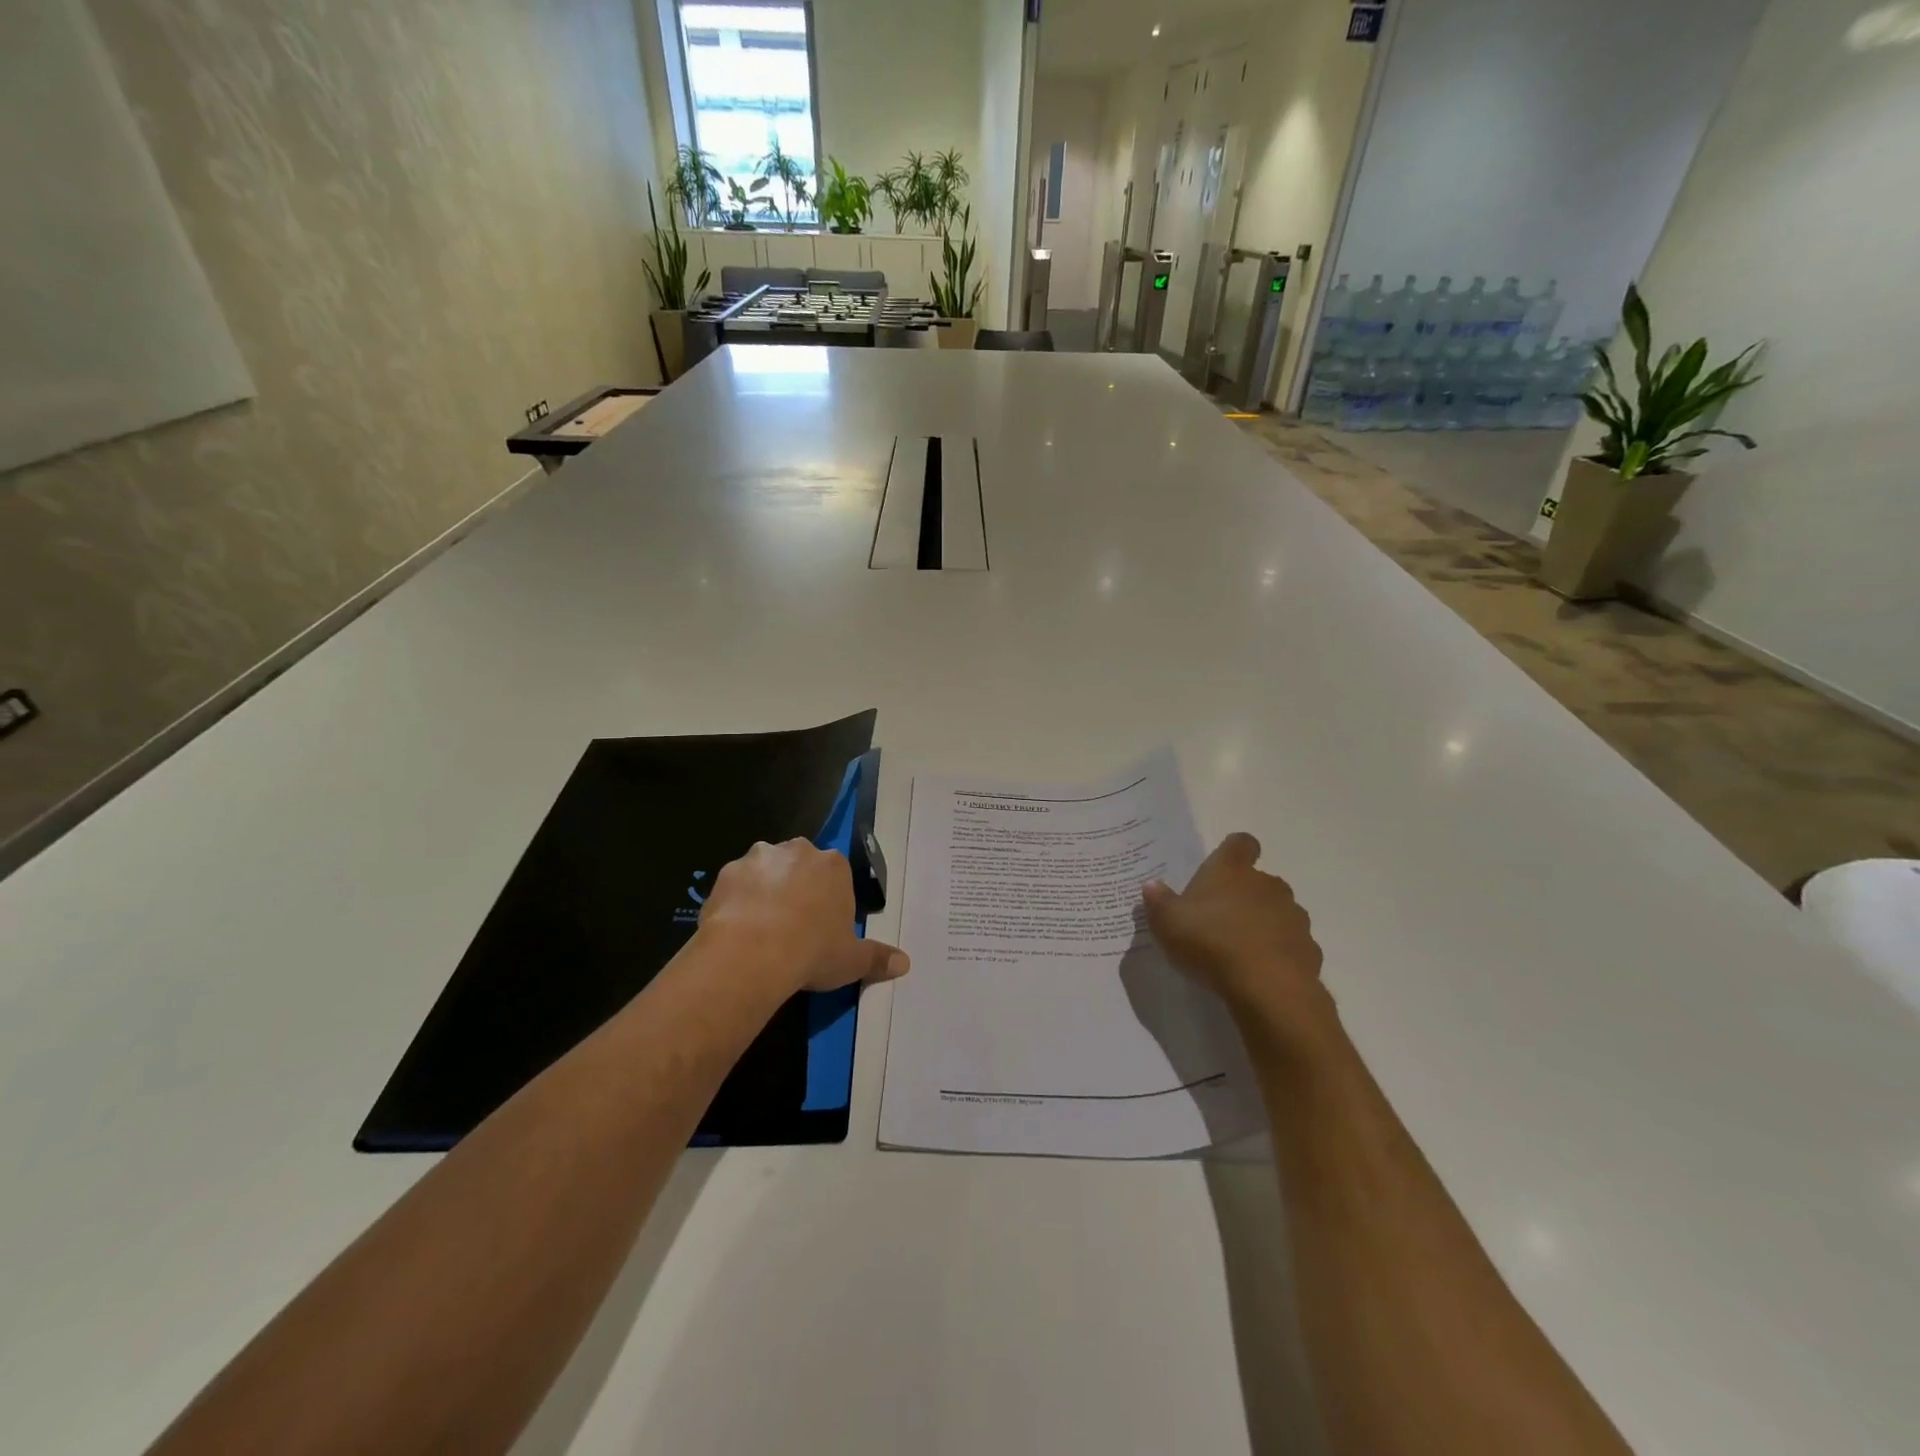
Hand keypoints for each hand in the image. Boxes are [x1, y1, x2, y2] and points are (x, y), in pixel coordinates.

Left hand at [698, 839, 909, 995]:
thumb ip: (878, 958)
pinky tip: (736, 928)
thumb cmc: (813, 951)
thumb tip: (904, 963)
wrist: (753, 952)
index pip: (835, 875)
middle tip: (792, 926)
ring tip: (760, 928)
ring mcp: (760, 858)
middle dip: (797, 887)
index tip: (822, 926)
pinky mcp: (727, 871)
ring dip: (765, 889)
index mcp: (834, 865)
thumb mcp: (852, 960)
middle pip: (800, 865)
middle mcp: (798, 851)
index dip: (829, 900)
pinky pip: (736, 884)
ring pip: (766, 870)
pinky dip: (736, 900)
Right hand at [1141, 833, 1326, 1026]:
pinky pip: (1290, 944)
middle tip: (1221, 918)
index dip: (1233, 851)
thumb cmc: (1211, 942)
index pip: (1241, 843)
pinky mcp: (1309, 949)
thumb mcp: (1167, 923)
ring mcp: (1293, 916)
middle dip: (1245, 895)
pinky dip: (1278, 953)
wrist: (1268, 988)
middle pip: (1260, 880)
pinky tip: (1260, 972)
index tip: (1222, 867)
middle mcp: (1267, 885)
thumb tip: (1152, 885)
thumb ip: (1158, 901)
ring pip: (1278, 912)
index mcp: (1232, 870)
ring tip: (1241, 949)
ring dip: (1263, 923)